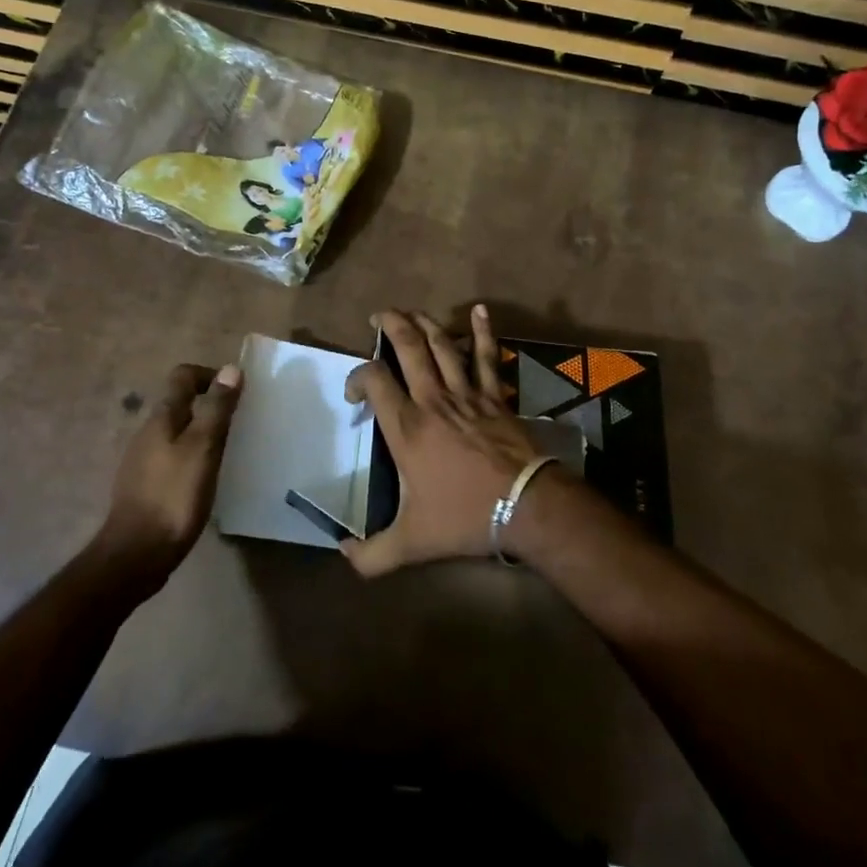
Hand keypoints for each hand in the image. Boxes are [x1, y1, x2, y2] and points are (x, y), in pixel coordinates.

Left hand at [98, 363, 241, 577]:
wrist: (136, 555)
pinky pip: (170, 458)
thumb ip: (217, 409)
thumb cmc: (174, 496)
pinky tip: (203, 480)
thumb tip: (230, 369)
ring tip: (225, 453)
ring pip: (175, 433)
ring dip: (200, 434)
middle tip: (236, 424)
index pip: (182, 377)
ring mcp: (141, 461)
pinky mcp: (143, 487)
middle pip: (179, 404)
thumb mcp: (203, 448)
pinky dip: (190, 458)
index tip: (235, 392)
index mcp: (162, 418)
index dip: (209, 376)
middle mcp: (147, 433)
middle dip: (208, 406)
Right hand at [341, 307, 547, 577]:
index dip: (357, 376)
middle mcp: (433, 400)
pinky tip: (479, 310)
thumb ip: (372, 554)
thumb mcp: (411, 543)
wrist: (525, 506)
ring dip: (425, 324)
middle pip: (409, 348)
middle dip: (391, 324)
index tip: (354, 393)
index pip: (374, 381)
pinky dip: (483, 332)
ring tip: (412, 312)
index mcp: (407, 427)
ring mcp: (467, 393)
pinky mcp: (494, 396)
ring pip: (443, 345)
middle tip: (379, 315)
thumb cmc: (464, 517)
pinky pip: (487, 357)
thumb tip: (342, 555)